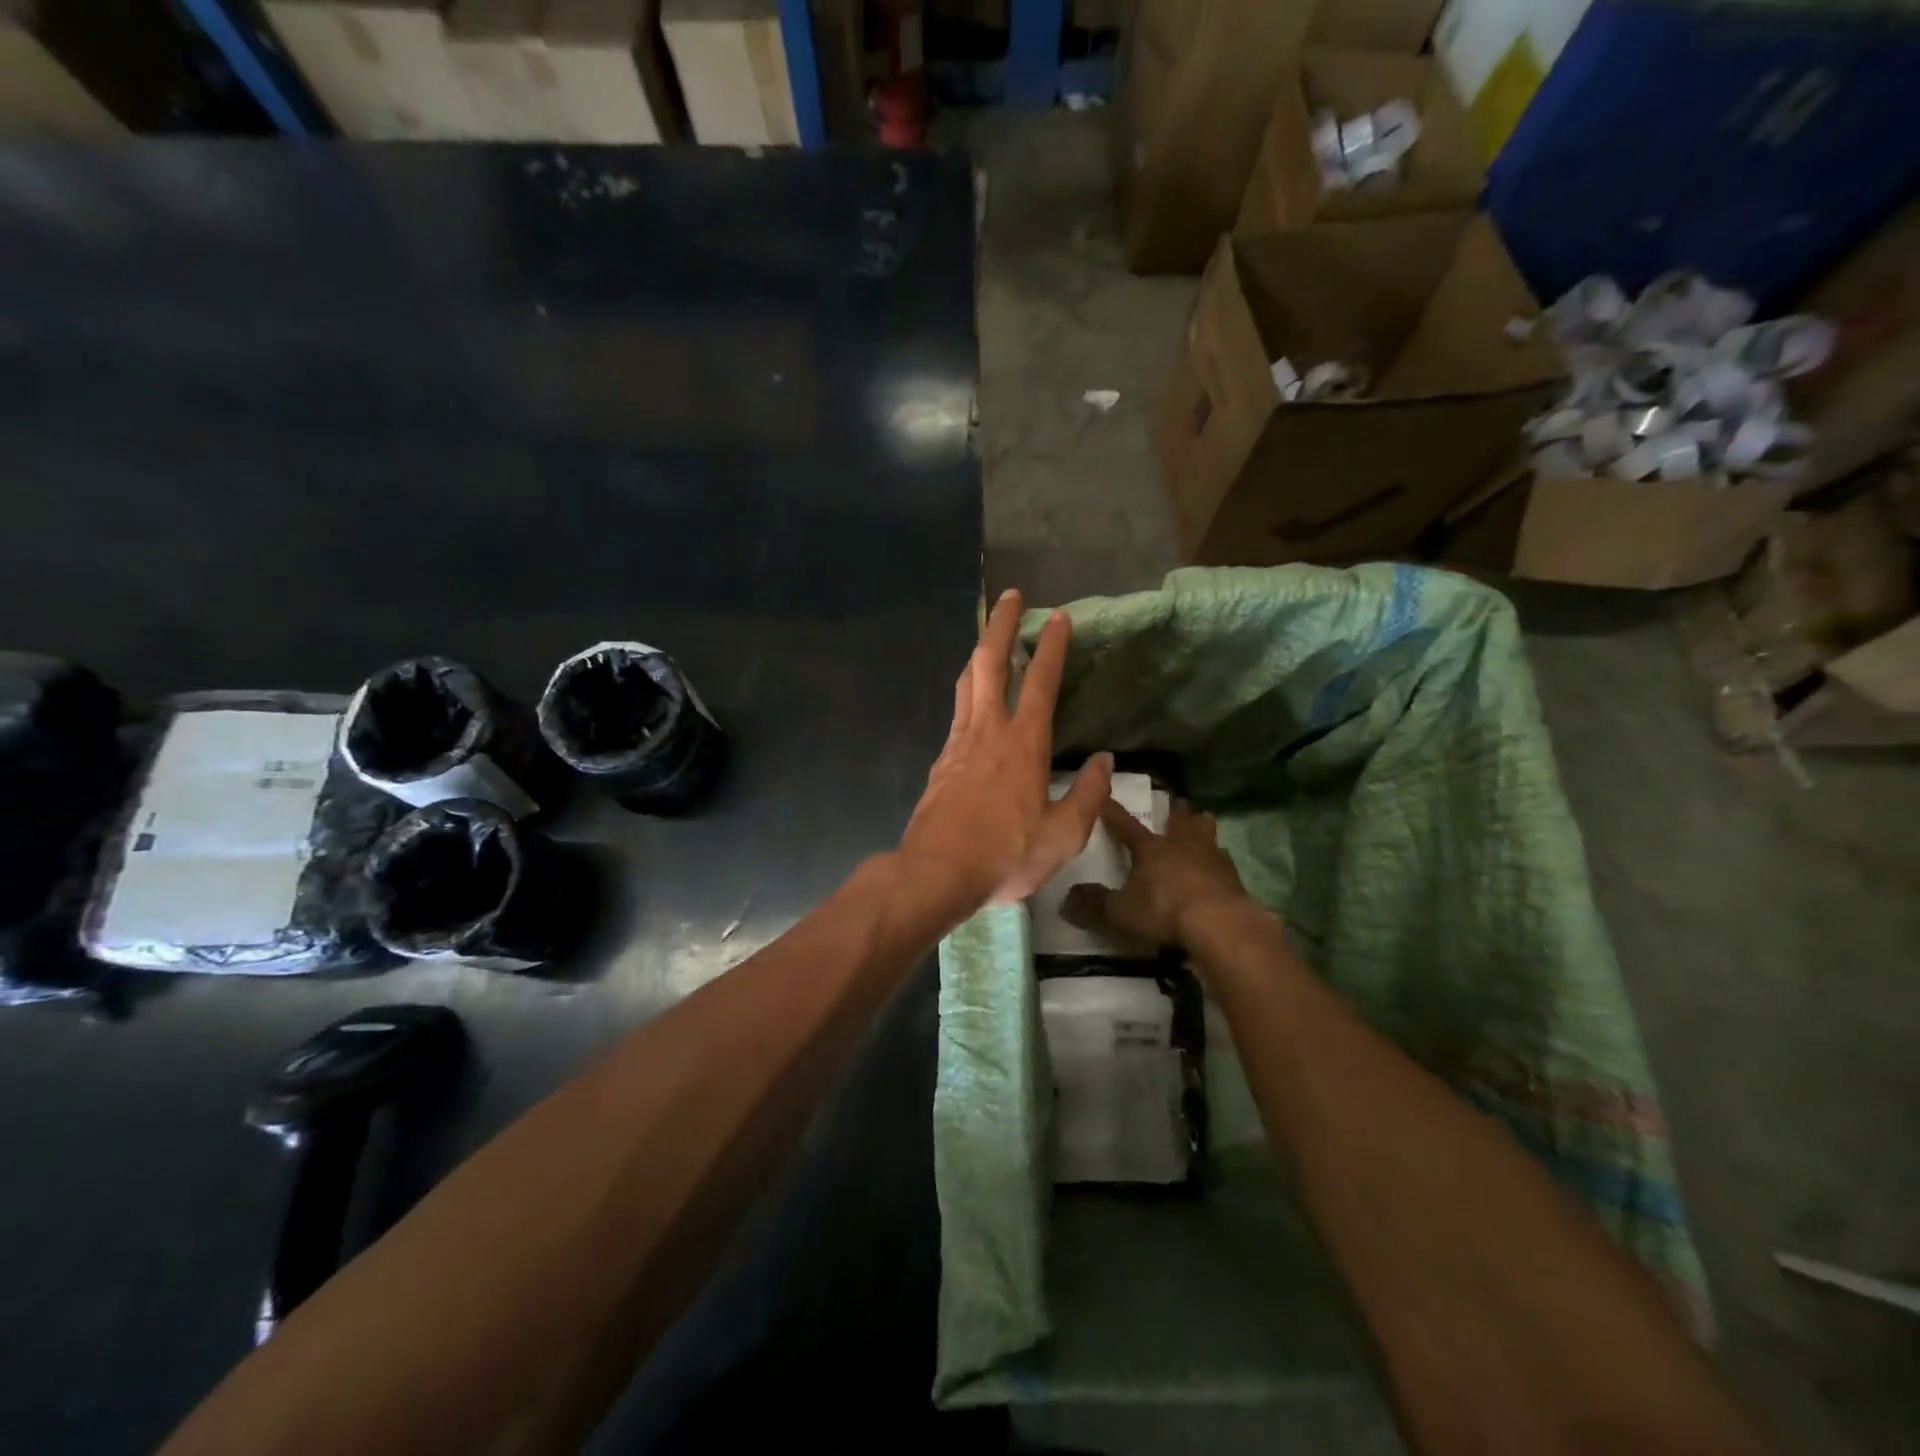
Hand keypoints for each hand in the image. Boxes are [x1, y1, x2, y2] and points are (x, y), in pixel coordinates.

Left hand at [896, 590, 1111, 920]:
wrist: (936, 872)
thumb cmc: (1005, 854)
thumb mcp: (1063, 835)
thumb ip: (1088, 795)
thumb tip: (1105, 762)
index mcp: (1023, 744)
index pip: (1041, 682)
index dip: (1052, 647)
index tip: (1059, 617)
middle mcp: (988, 731)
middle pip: (990, 663)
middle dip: (1002, 625)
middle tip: (1011, 597)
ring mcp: (959, 743)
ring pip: (967, 682)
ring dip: (980, 652)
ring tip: (990, 638)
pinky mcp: (941, 760)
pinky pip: (957, 711)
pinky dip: (967, 690)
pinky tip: (973, 699)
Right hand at [1062, 797, 1253, 950]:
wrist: (1221, 925)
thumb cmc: (1165, 911)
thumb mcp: (1120, 913)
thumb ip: (1093, 905)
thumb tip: (1066, 899)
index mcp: (1150, 848)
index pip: (1125, 824)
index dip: (1112, 812)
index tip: (1103, 796)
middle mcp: (1181, 844)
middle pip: (1179, 819)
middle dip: (1175, 810)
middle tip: (1175, 803)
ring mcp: (1212, 857)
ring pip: (1207, 831)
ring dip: (1201, 827)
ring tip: (1201, 826)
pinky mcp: (1233, 877)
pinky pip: (1224, 860)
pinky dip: (1218, 861)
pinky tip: (1218, 869)